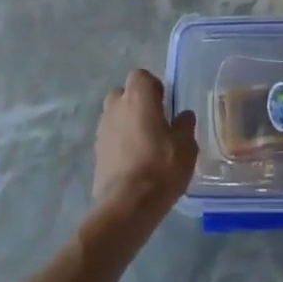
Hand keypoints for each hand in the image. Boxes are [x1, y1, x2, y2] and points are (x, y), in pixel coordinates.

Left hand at [92, 69, 198, 224]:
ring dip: (127, 122)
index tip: (165, 105)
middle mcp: (116, 106)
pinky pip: (110, 136)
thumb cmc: (161, 167)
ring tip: (145, 144)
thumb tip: (183, 115)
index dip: (154, 87)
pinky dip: (120, 142)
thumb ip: (185, 125)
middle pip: (124, 93)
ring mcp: (102, 129)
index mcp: (138, 97)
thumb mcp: (186, 146)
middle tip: (155, 122)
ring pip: (115, 115)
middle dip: (137, 103)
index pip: (141, 76)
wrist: (126, 206)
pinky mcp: (96, 151)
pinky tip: (134, 161)